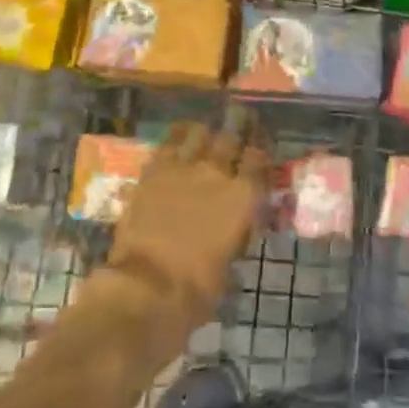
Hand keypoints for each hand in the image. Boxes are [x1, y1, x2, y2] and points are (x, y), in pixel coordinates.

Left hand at [109, 118, 269, 331]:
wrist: (148, 287)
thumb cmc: (198, 288)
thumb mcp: (232, 260)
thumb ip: (238, 231)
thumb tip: (239, 223)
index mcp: (244, 197)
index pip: (259, 159)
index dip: (260, 149)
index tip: (260, 146)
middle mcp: (218, 173)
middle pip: (231, 136)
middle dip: (238, 127)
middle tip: (241, 119)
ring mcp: (183, 168)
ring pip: (200, 133)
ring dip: (206, 133)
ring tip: (207, 132)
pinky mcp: (153, 172)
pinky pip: (168, 143)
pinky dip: (177, 138)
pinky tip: (179, 136)